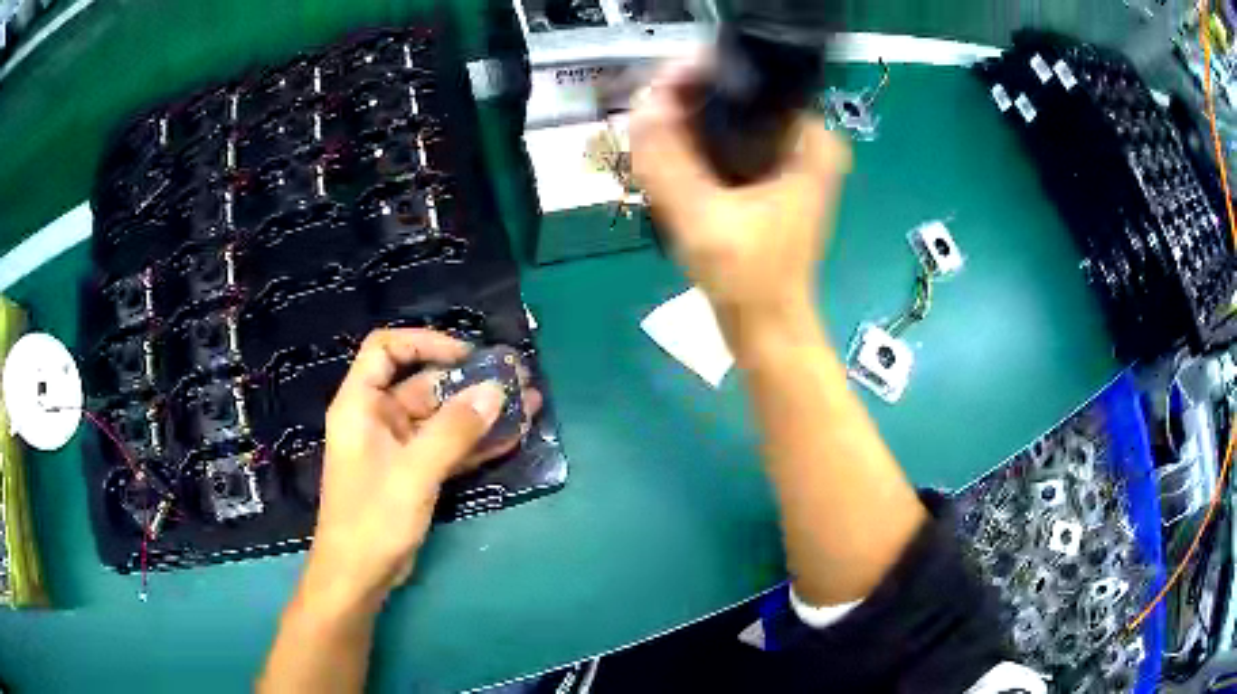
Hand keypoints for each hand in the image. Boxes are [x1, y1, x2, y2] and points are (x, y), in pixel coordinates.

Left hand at [299, 329, 541, 613]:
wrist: (359, 577)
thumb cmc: (373, 520)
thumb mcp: (414, 472)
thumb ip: (454, 431)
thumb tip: (495, 390)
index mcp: (361, 405)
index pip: (385, 350)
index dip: (424, 343)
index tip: (467, 356)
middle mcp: (377, 419)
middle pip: (423, 384)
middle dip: (469, 382)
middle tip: (516, 380)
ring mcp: (397, 448)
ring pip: (442, 418)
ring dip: (480, 413)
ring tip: (527, 404)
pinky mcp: (413, 473)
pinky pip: (447, 447)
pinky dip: (475, 443)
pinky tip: (511, 437)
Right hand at [630, 61, 851, 331]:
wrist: (765, 327)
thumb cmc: (749, 277)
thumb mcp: (703, 216)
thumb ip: (667, 158)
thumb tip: (644, 102)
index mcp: (810, 140)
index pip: (750, 82)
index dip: (701, 77)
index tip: (659, 88)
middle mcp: (805, 142)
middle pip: (737, 100)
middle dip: (691, 102)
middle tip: (648, 113)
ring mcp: (788, 163)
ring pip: (729, 123)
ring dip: (689, 125)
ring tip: (651, 131)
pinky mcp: (770, 182)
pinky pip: (728, 147)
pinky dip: (699, 149)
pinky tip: (668, 154)